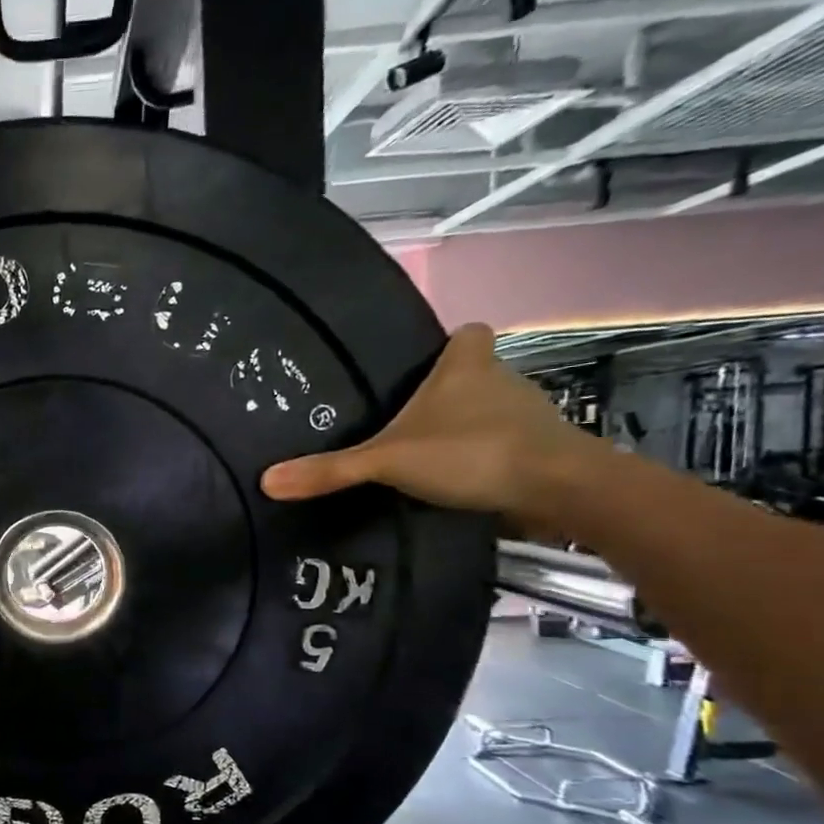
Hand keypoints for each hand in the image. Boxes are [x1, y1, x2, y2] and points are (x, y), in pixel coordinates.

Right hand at [259, 324, 592, 523]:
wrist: (558, 489)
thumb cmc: (472, 451)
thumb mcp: (388, 461)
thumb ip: (331, 470)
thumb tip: (265, 480)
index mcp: (467, 366)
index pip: (467, 334)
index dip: (448, 345)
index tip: (422, 365)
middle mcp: (501, 380)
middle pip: (474, 374)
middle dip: (446, 393)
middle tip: (404, 418)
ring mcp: (526, 416)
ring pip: (490, 410)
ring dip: (465, 427)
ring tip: (423, 455)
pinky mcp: (541, 450)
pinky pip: (504, 444)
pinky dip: (483, 458)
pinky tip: (455, 482)